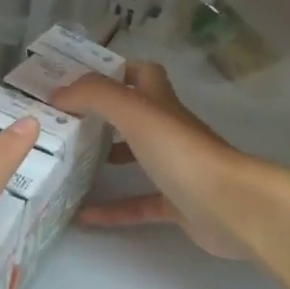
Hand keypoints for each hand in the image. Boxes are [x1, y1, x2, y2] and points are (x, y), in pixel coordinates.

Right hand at [54, 62, 259, 259]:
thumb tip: (59, 92)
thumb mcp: (135, 112)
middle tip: (66, 123)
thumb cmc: (182, 153)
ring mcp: (176, 169)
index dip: (115, 71)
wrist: (230, 207)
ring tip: (71, 162)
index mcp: (162, 104)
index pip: (142, 74)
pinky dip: (113, 210)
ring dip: (107, 158)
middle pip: (137, 116)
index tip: (79, 81)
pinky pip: (138, 205)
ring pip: (138, 158)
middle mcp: (170, 131)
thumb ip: (96, 96)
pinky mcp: (177, 205)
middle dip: (104, 116)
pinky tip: (84, 216)